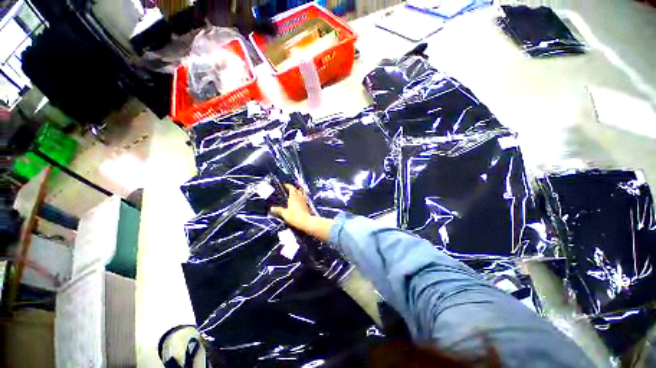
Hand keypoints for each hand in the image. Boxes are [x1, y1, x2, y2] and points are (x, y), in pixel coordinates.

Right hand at [270, 184, 312, 229]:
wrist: (306, 221)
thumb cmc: (294, 216)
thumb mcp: (285, 214)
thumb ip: (278, 210)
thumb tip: (271, 208)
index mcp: (293, 196)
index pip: (291, 188)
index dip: (288, 185)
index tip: (285, 185)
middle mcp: (299, 196)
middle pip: (297, 189)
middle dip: (293, 188)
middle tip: (288, 189)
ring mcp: (304, 200)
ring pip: (301, 193)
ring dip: (298, 191)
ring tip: (294, 193)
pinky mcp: (306, 204)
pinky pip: (304, 197)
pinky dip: (301, 196)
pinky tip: (299, 200)